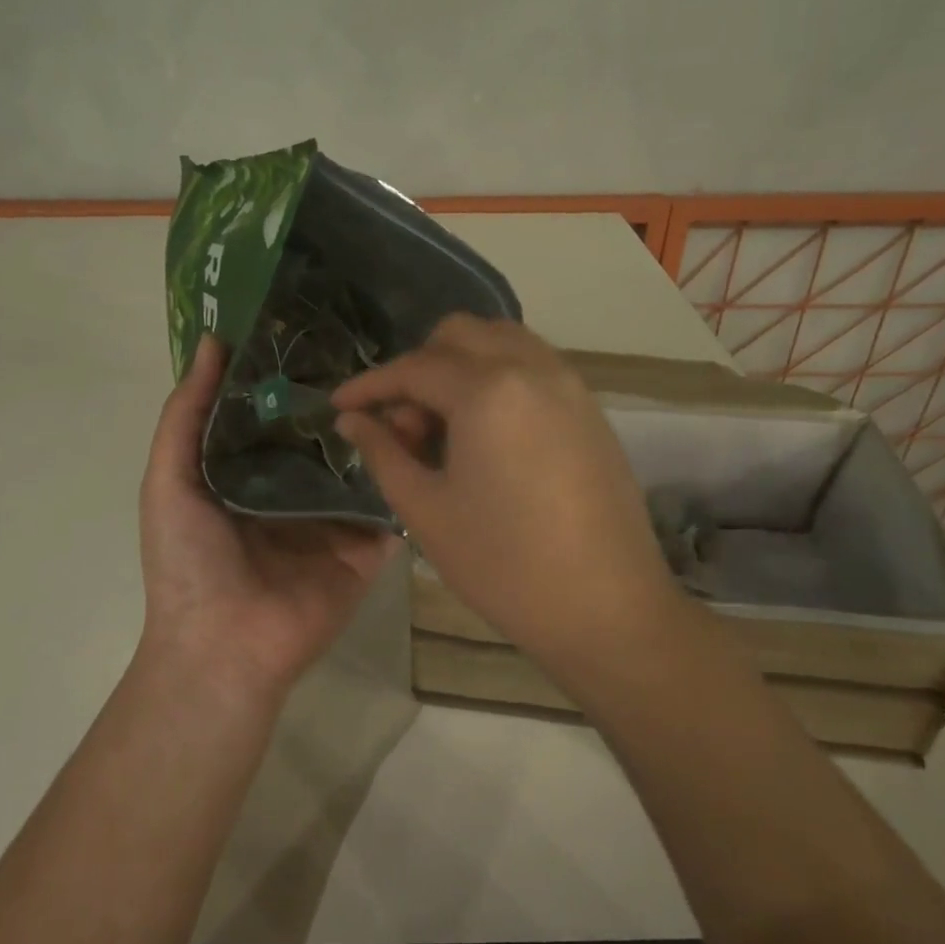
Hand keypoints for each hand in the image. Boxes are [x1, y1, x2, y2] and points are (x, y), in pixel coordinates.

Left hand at [138, 336, 395, 700]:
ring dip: (387, 426)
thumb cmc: (188, 561)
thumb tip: (212, 341)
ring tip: (414, 378)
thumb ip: (187, 413)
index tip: (325, 326)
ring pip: (367, 463)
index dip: (298, 374)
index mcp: (250, 473)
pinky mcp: (368, 546)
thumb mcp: (168, 479)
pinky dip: (409, 472)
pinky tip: (429, 429)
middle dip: (350, 397)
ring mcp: (335, 519)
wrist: (223, 645)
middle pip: (328, 434)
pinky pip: (392, 505)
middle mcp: (295, 490)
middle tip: (383, 344)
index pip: (280, 413)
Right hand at [333, 317, 683, 670]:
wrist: (606, 607)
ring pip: (502, 342)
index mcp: (488, 390)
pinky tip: (487, 434)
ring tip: (444, 427)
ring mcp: (569, 385)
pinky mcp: (591, 409)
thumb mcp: (426, 510)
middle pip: (460, 336)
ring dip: (461, 366)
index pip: (414, 368)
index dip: (369, 385)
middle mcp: (533, 368)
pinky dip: (498, 378)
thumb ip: (383, 453)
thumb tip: (352, 420)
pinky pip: (534, 367)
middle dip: (419, 367)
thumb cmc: (503, 564)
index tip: (338, 405)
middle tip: (403, 424)